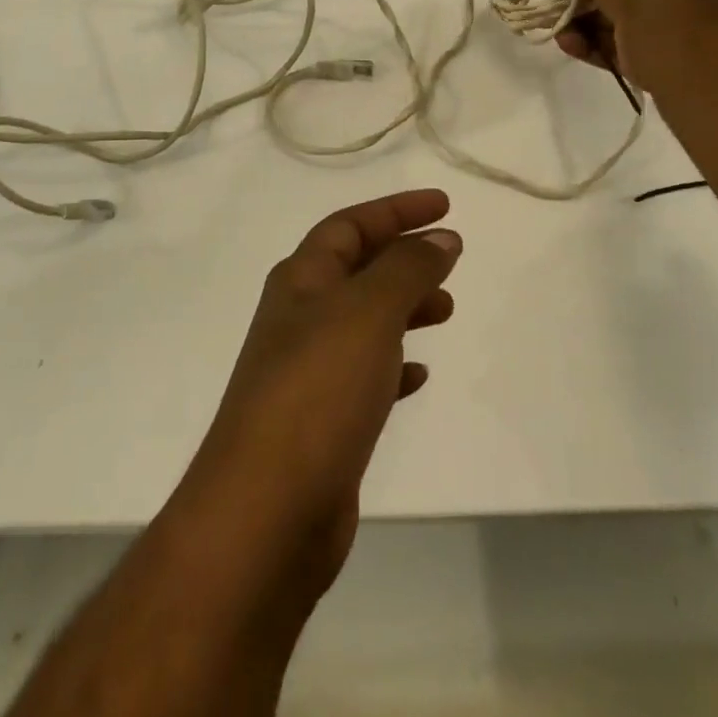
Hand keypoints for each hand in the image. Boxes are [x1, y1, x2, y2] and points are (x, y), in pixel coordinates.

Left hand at [182, 190, 460, 597]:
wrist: (267, 510)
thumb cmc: (318, 390)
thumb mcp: (368, 312)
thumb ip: (407, 269)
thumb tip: (441, 238)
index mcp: (301, 281)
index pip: (349, 225)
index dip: (396, 210)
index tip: (444, 206)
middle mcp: (300, 318)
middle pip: (356, 269)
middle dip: (403, 257)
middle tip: (451, 259)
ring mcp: (308, 371)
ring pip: (364, 321)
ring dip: (404, 308)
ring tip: (446, 310)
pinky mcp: (322, 420)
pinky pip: (365, 375)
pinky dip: (394, 364)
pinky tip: (419, 374)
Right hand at [556, 0, 717, 85]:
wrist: (691, 62)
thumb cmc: (654, 2)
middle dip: (586, 4)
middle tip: (557, 13)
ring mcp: (667, 35)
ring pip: (617, 28)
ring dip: (585, 28)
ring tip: (559, 33)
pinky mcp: (656, 68)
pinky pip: (619, 53)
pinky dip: (592, 48)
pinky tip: (570, 46)